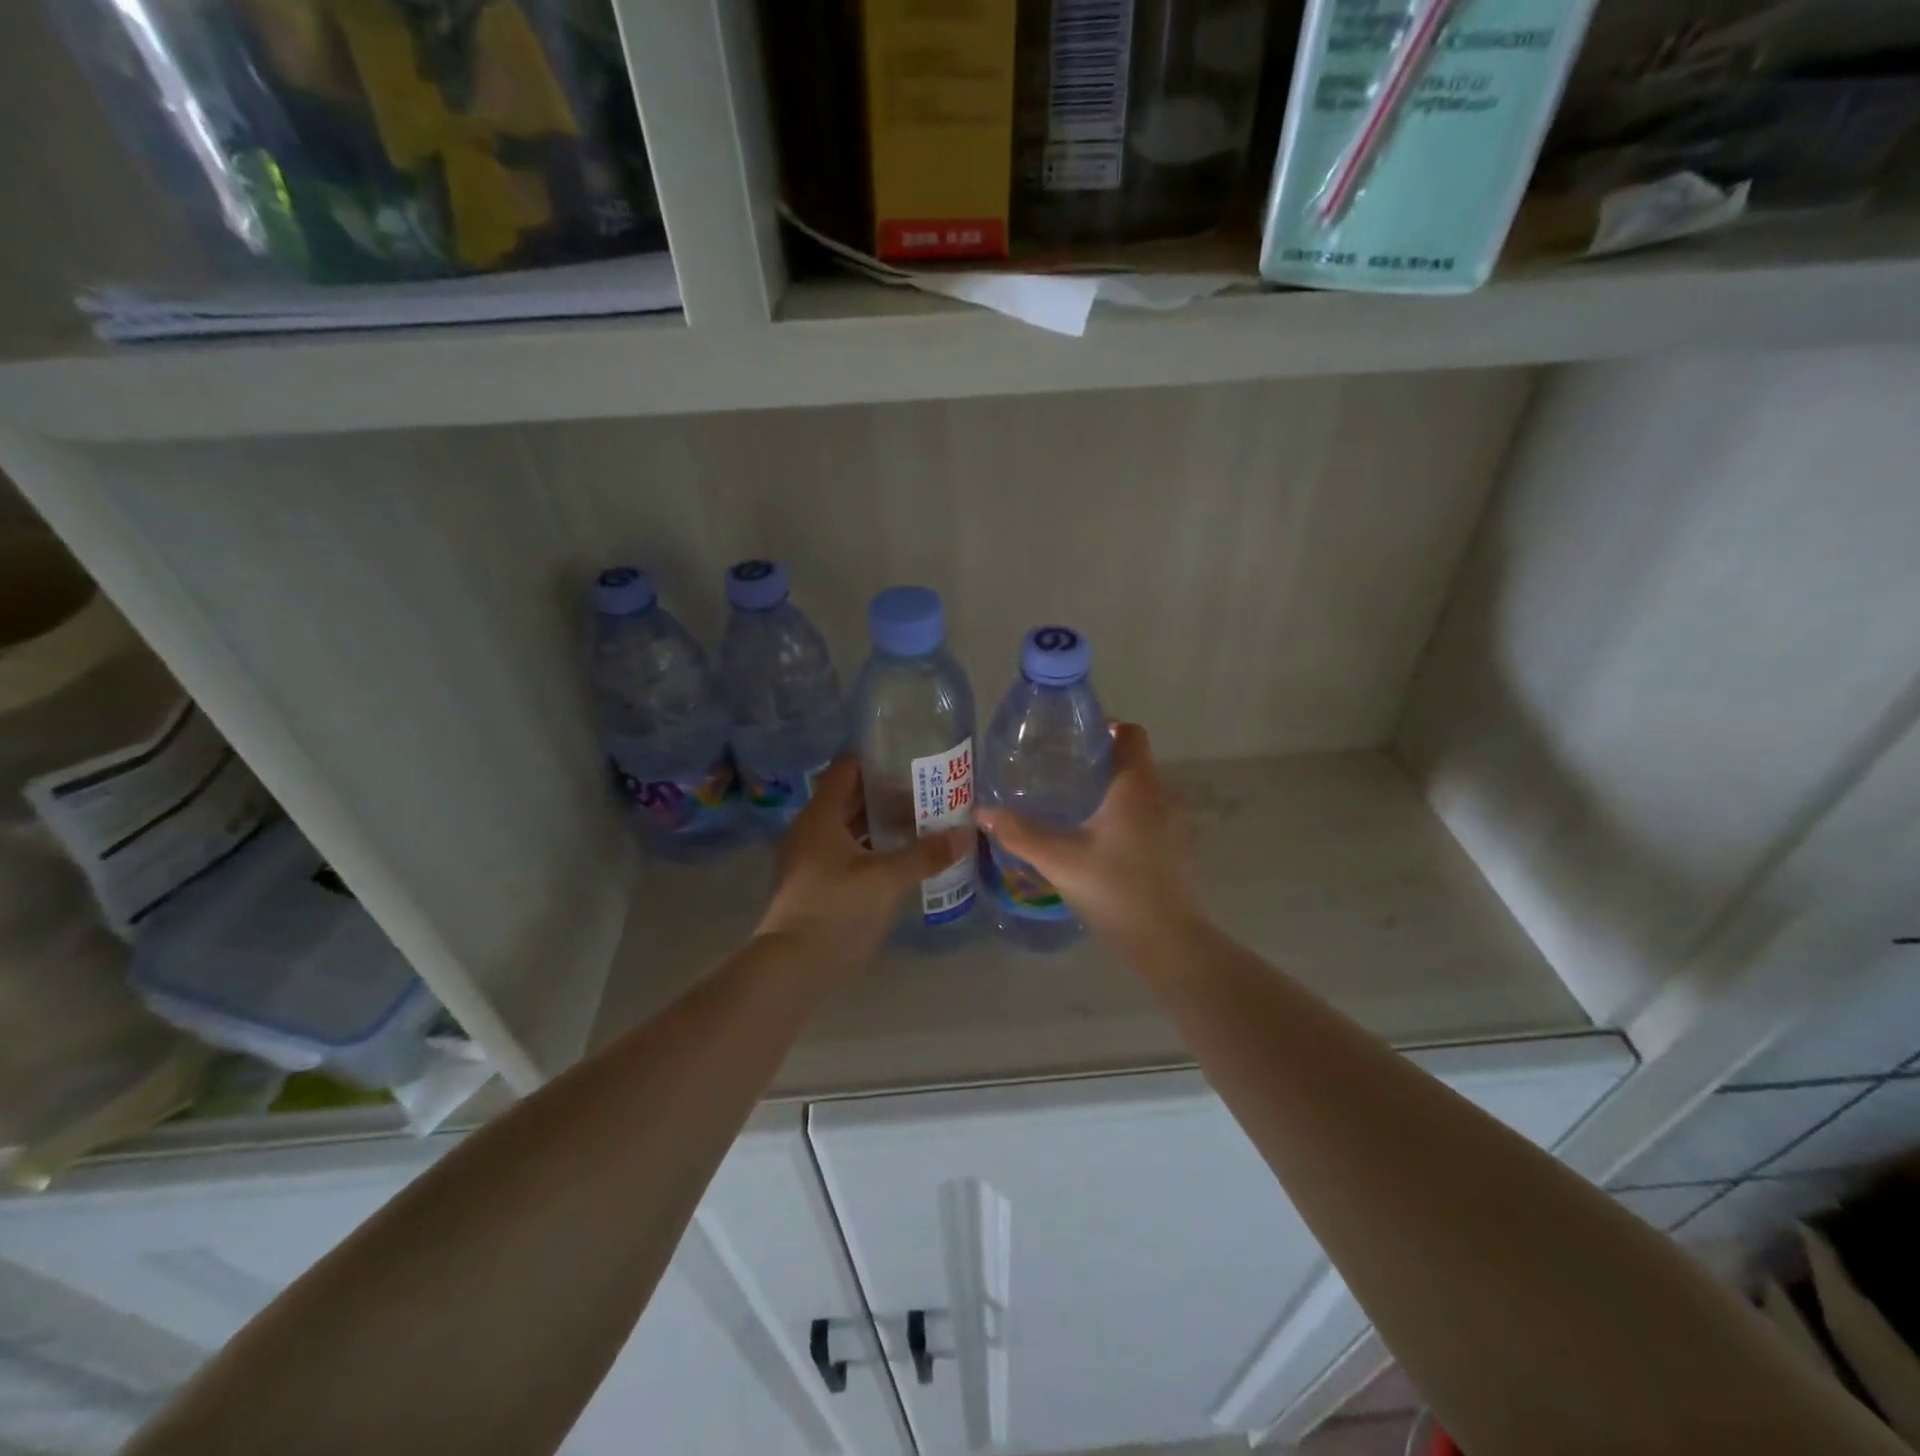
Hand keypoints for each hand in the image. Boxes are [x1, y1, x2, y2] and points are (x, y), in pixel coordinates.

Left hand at [756, 757, 971, 965]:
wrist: (793, 968)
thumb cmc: (837, 909)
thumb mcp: (888, 879)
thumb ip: (927, 853)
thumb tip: (967, 833)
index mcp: (820, 816)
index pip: (847, 769)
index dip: (878, 762)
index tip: (912, 764)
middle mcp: (810, 830)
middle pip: (850, 799)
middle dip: (888, 797)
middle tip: (928, 797)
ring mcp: (808, 859)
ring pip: (849, 829)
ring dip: (881, 826)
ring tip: (921, 828)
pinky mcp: (813, 886)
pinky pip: (846, 854)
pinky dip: (872, 851)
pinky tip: (900, 862)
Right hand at [975, 723, 1203, 946]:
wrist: (1169, 943)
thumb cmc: (1115, 890)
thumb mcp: (1060, 860)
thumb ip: (1020, 833)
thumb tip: (982, 811)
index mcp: (1137, 786)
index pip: (1131, 734)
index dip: (1105, 728)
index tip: (1074, 740)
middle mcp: (1163, 796)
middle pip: (1135, 762)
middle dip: (1101, 762)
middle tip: (1061, 774)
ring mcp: (1176, 824)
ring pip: (1143, 792)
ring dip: (1114, 792)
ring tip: (1076, 807)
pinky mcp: (1179, 849)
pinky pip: (1151, 817)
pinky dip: (1128, 817)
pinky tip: (1101, 842)